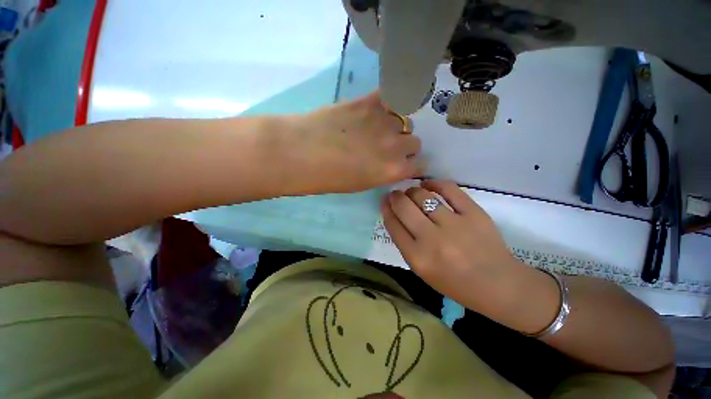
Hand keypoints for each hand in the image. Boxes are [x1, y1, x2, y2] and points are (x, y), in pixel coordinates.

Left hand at [283, 92, 423, 193]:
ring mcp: (385, 121)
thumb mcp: (361, 184)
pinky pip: (391, 98)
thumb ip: (383, 172)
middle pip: (414, 142)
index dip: (413, 164)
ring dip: (396, 125)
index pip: (419, 165)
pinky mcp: (370, 101)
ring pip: (405, 121)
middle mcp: (396, 146)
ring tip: (378, 127)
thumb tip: (391, 163)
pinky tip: (377, 108)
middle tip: (387, 145)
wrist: (301, 153)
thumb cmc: (328, 178)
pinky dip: (389, 103)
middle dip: (404, 145)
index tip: (406, 163)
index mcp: (393, 171)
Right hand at [381, 180, 541, 324]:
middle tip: (396, 194)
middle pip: (404, 207)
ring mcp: (454, 224)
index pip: (393, 224)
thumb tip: (395, 216)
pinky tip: (428, 184)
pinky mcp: (474, 213)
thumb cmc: (455, 283)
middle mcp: (432, 239)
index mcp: (417, 257)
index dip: (386, 208)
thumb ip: (406, 244)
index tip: (385, 201)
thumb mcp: (422, 270)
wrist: (498, 285)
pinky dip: (434, 183)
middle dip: (395, 197)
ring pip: (422, 195)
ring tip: (412, 192)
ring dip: (412, 191)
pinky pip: (449, 189)